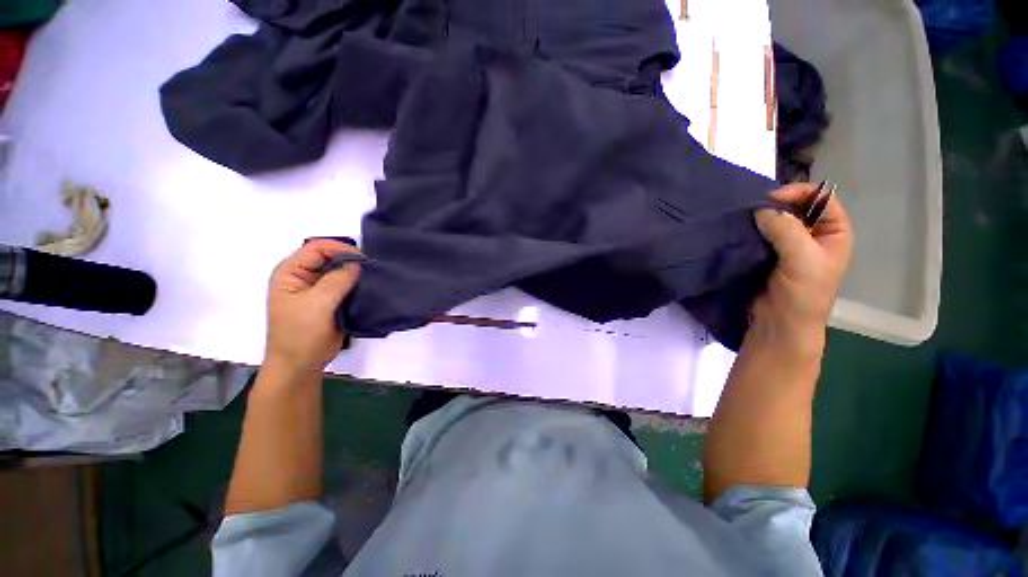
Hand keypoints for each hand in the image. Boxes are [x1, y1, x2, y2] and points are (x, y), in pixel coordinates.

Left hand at [265, 239, 361, 373]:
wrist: (301, 364)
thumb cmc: (300, 334)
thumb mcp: (316, 304)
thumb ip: (336, 281)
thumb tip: (357, 264)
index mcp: (291, 272)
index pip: (317, 248)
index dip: (340, 249)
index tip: (364, 258)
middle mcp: (304, 277)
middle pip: (330, 258)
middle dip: (351, 260)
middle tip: (373, 268)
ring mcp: (319, 289)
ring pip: (341, 272)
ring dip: (356, 274)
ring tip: (375, 278)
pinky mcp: (331, 301)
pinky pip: (347, 286)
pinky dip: (358, 285)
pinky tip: (370, 288)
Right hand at [752, 183, 852, 341]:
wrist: (779, 323)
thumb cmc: (802, 294)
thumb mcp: (802, 259)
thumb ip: (786, 229)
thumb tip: (761, 208)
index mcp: (833, 231)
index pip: (819, 197)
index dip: (797, 193)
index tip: (769, 201)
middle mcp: (812, 233)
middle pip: (795, 206)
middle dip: (774, 205)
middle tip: (750, 210)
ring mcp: (788, 244)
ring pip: (774, 219)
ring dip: (758, 218)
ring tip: (740, 220)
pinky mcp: (766, 254)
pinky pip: (758, 234)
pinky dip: (748, 230)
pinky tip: (738, 231)